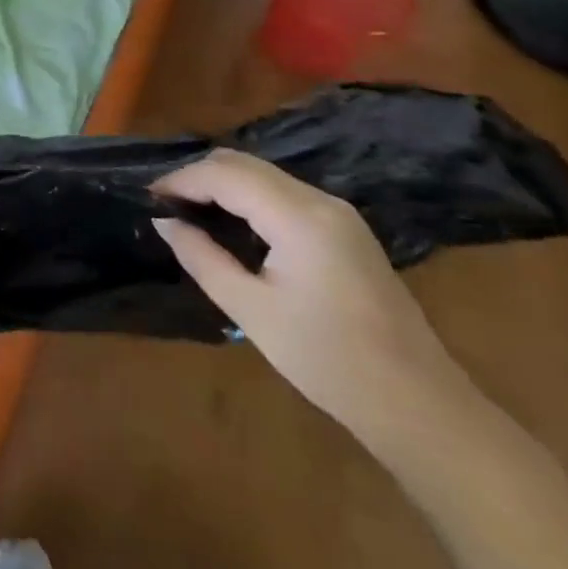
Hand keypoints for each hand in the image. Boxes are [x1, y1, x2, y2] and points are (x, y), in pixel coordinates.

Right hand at [152, 148, 473, 443]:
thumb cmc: (329, 361)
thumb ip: (202, 257)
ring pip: (263, 173)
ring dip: (221, 183)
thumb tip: (164, 221)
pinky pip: (282, 192)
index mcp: (299, 218)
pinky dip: (246, 196)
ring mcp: (337, 212)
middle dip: (198, 176)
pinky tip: (229, 223)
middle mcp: (320, 201)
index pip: (225, 175)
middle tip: (164, 204)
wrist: (419, 405)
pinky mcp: (344, 228)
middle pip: (244, 163)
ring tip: (189, 211)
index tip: (148, 199)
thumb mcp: (252, 311)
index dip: (181, 180)